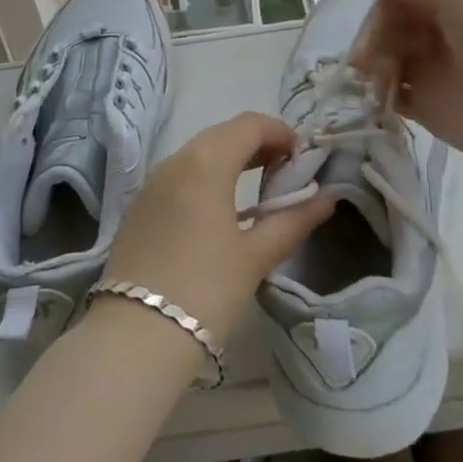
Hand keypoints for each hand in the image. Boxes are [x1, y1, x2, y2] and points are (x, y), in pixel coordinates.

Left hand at [104, 112, 333, 342]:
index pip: (249, 125)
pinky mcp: (139, 206)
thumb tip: (327, 198)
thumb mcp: (255, 257)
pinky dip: (206, 177)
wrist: (134, 336)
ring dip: (231, 159)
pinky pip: (179, 174)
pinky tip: (222, 209)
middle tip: (285, 172)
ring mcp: (152, 182)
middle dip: (257, 144)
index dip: (280, 132)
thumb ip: (293, 221)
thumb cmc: (205, 290)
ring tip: (259, 189)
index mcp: (205, 162)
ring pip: (198, 153)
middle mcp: (175, 160)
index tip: (303, 156)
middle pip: (222, 134)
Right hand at [349, 0, 462, 182]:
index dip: (380, 7)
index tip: (373, 26)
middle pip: (386, 26)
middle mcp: (436, 32)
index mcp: (447, 0)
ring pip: (383, 58)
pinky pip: (390, 94)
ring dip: (371, 66)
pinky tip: (380, 99)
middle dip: (372, 39)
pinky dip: (378, 94)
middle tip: (368, 61)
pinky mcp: (427, 108)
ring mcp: (431, 70)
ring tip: (378, 82)